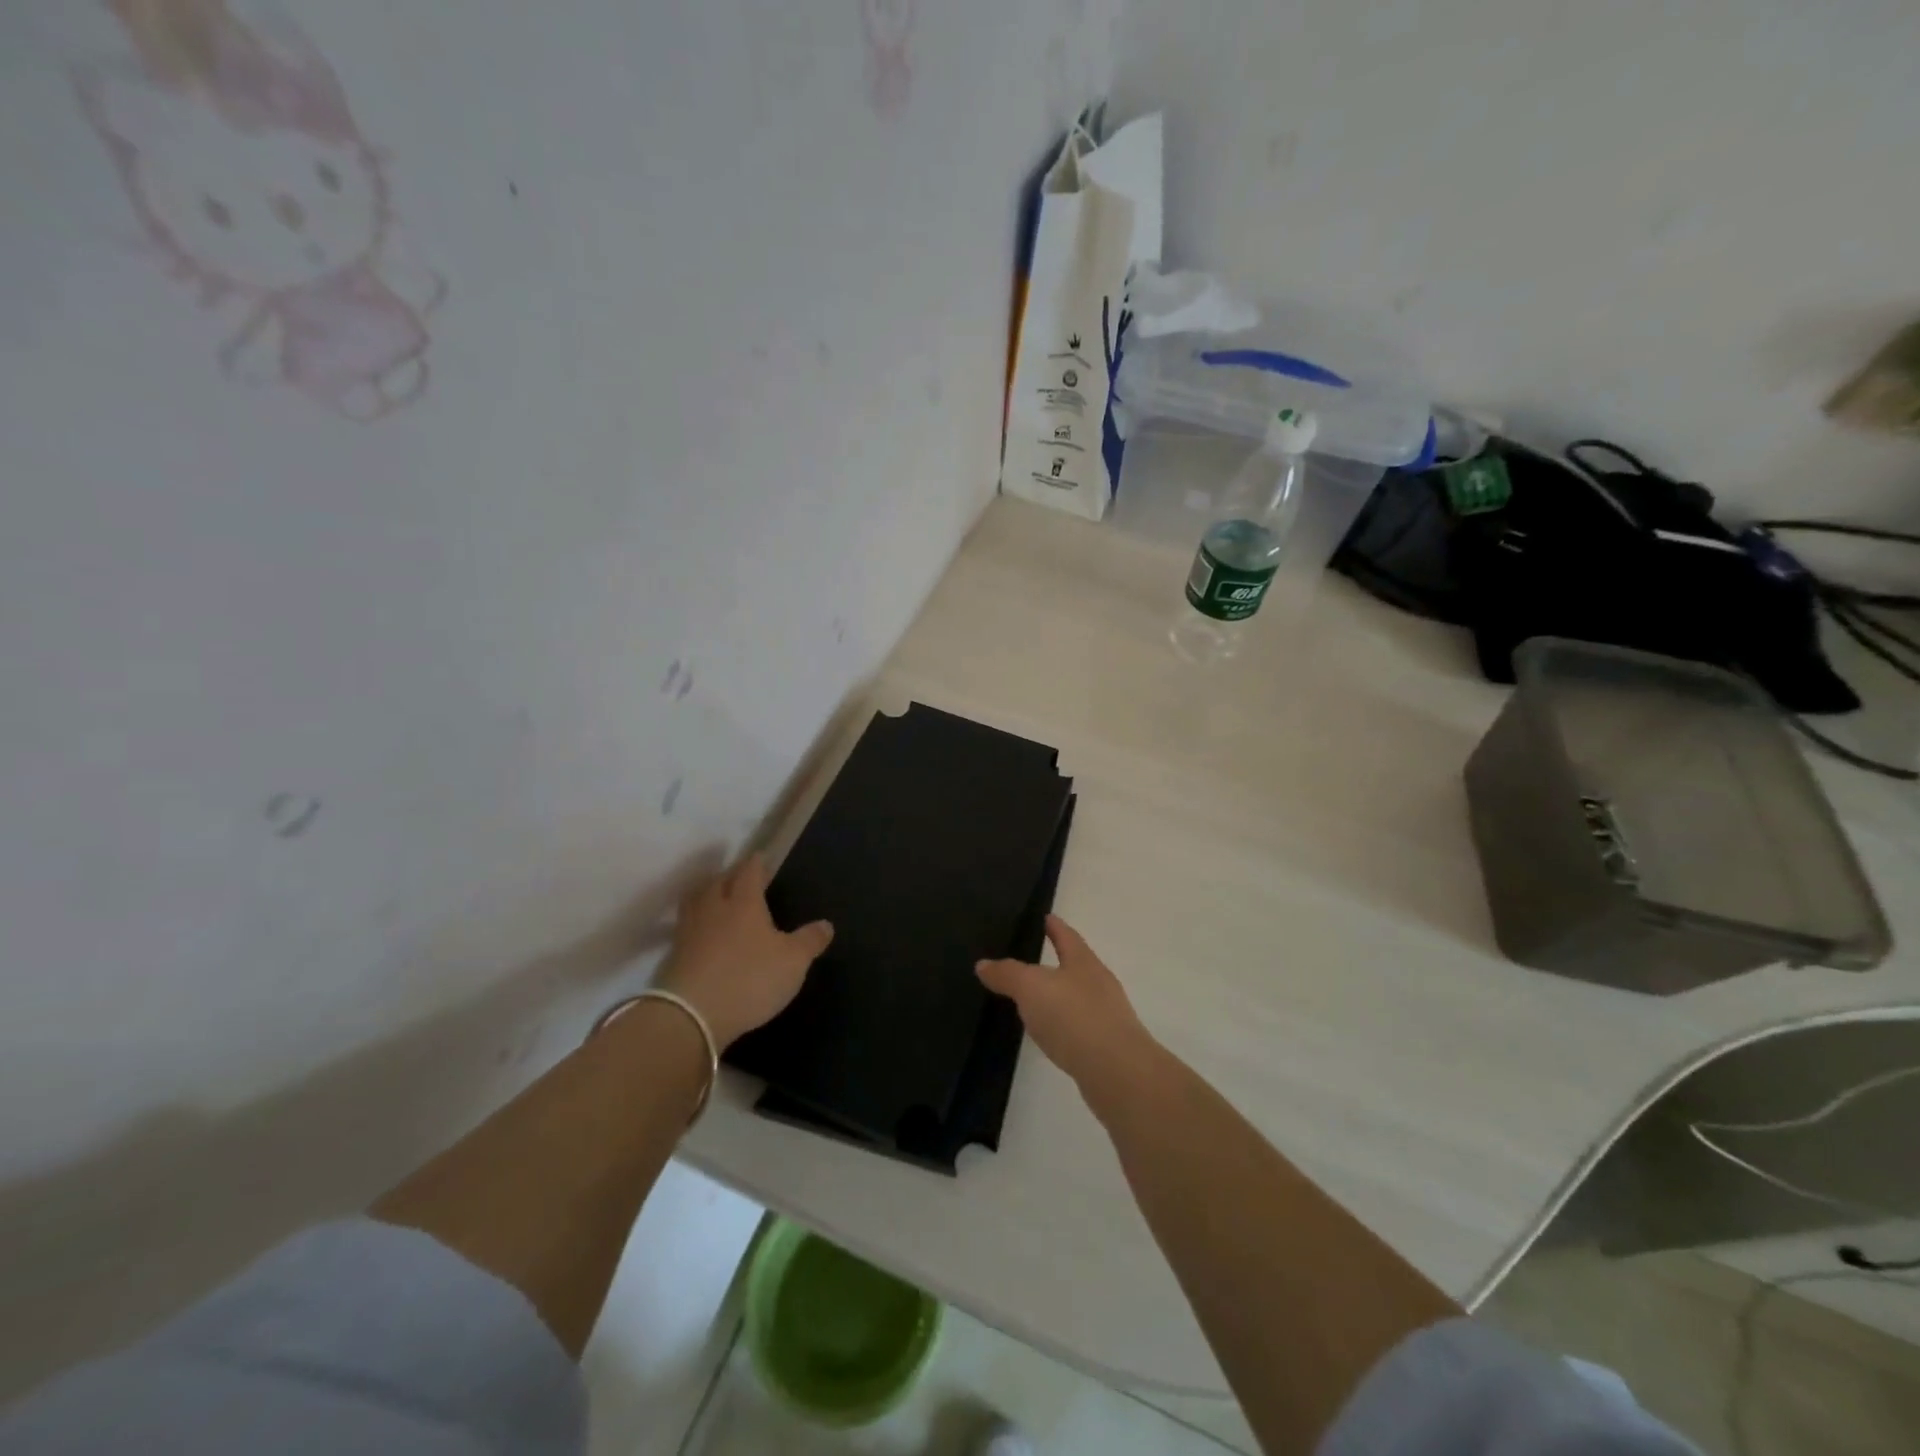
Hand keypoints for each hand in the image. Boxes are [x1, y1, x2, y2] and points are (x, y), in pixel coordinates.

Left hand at [656, 855, 832, 1049]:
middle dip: (730, 876)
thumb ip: (809, 941)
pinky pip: (685, 927)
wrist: (690, 1015)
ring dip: (707, 894)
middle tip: (739, 876)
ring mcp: (688, 931)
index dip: (756, 863)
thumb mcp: (792, 962)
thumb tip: (826, 924)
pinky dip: (695, 923)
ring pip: (696, 901)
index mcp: (744, 902)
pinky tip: (701, 932)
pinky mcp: (673, 955)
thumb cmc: (749, 979)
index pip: (749, 872)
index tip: (761, 857)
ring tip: (715, 897)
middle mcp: (713, 908)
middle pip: (718, 882)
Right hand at [977, 915, 1156, 1096]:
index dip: (1055, 926)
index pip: (1067, 936)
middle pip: (1075, 966)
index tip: (1045, 916)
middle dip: (1056, 961)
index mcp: (1084, 962)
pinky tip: (1048, 1035)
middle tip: (1029, 959)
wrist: (1117, 1072)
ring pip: (1077, 998)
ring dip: (1057, 997)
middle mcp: (1099, 984)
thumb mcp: (1031, 987)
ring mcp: (1106, 1017)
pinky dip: (1062, 1026)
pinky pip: (1078, 1027)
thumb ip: (1007, 973)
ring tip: (1032, 1000)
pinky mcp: (1105, 1047)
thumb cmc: (1074, 1016)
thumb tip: (983, 964)